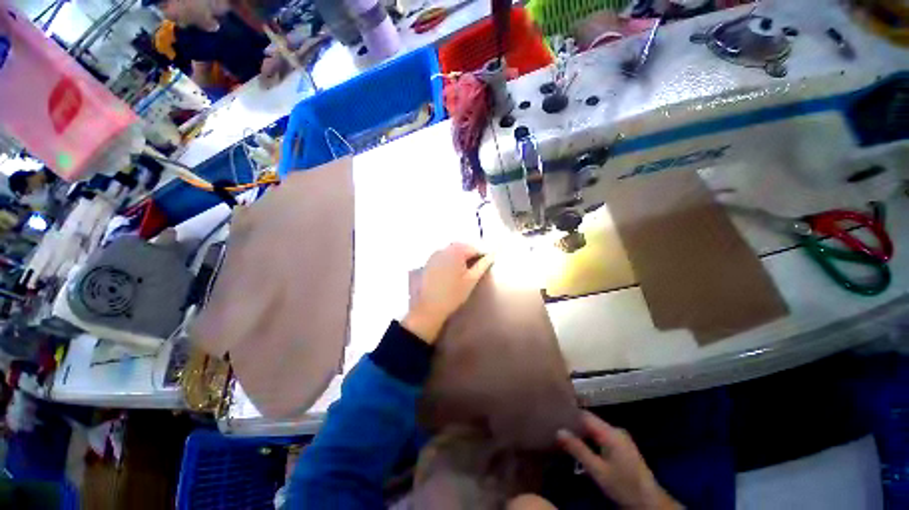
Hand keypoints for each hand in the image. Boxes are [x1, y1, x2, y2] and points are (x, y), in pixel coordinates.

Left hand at [403, 243, 492, 343]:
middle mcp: (444, 249)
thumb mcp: (471, 280)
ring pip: (452, 251)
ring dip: (461, 257)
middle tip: (477, 267)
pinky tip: (453, 272)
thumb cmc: (453, 294)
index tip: (487, 264)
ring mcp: (435, 255)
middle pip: (462, 247)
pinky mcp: (429, 262)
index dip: (482, 255)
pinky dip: (451, 259)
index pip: (473, 248)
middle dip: (471, 254)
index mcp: (455, 252)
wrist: (430, 307)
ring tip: (466, 270)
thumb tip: (492, 255)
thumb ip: (482, 265)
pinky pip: (444, 255)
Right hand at [557, 412, 681, 509]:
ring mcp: (620, 438)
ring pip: (595, 429)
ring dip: (581, 433)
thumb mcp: (597, 470)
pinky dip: (590, 440)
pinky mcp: (622, 446)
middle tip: (556, 428)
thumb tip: (558, 431)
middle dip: (574, 425)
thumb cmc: (623, 485)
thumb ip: (578, 449)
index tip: (554, 416)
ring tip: (565, 436)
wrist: (649, 502)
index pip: (585, 415)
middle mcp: (615, 430)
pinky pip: (601, 436)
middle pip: (590, 421)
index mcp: (610, 432)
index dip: (569, 414)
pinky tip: (581, 446)